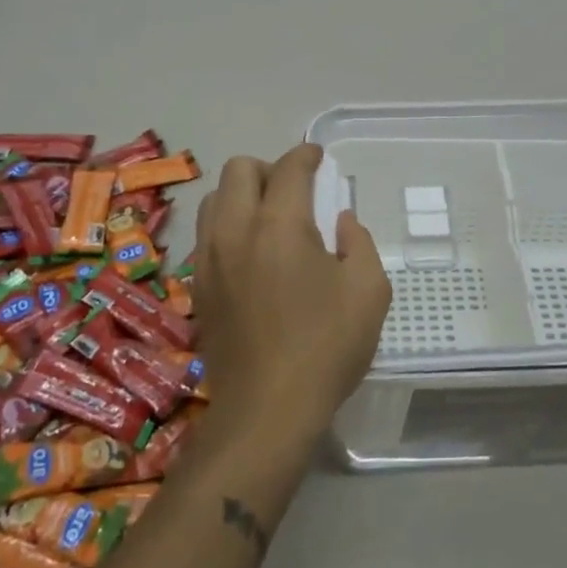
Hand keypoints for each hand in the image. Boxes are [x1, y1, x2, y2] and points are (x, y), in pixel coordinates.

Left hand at [191, 143, 392, 441]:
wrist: (266, 412)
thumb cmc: (326, 347)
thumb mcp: (369, 291)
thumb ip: (359, 244)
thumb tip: (341, 222)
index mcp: (280, 225)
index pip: (288, 168)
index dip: (306, 155)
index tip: (318, 157)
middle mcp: (236, 230)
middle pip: (239, 170)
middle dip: (269, 168)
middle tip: (294, 191)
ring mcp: (209, 259)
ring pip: (214, 199)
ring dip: (241, 195)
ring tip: (268, 219)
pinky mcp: (197, 286)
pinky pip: (206, 234)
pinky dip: (227, 225)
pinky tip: (250, 253)